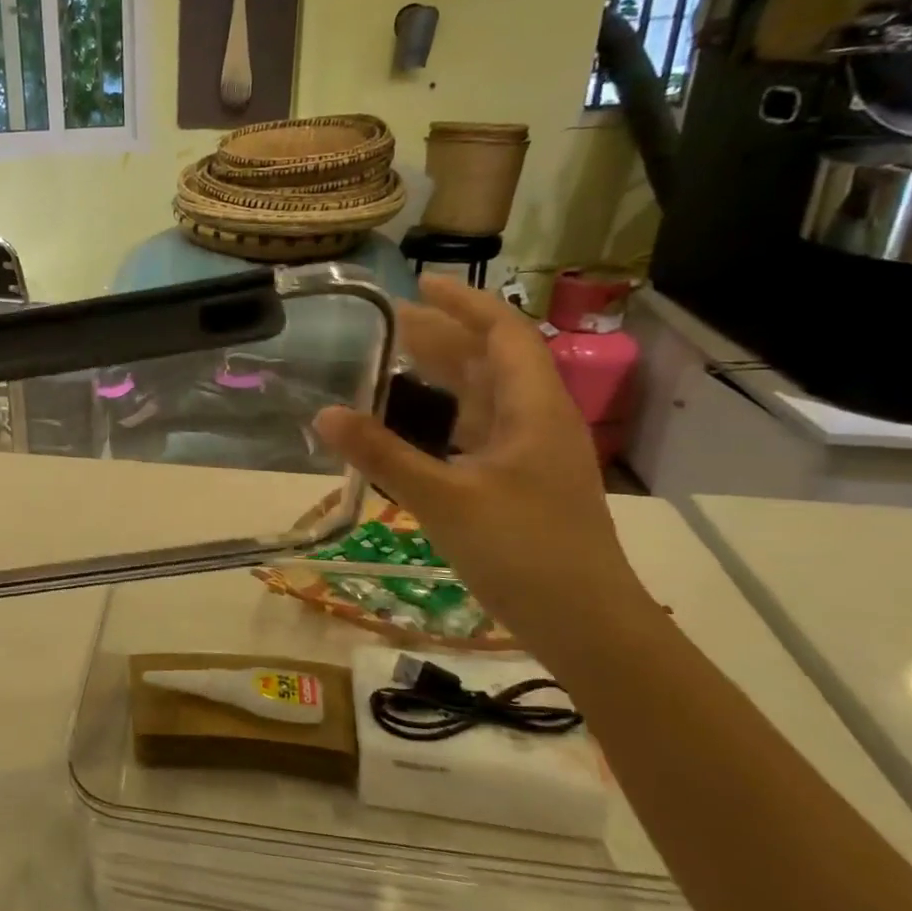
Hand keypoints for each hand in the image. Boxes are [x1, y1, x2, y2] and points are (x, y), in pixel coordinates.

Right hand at [313, 276, 649, 648]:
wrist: (587, 626)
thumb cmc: (524, 552)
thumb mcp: (444, 499)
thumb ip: (382, 455)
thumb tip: (324, 414)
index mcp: (532, 408)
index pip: (502, 333)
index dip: (463, 303)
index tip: (418, 284)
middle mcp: (535, 420)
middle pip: (489, 360)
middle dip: (442, 335)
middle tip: (386, 322)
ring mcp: (528, 454)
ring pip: (483, 396)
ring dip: (442, 373)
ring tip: (392, 359)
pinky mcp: (518, 483)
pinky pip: (476, 430)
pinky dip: (443, 414)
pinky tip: (413, 421)